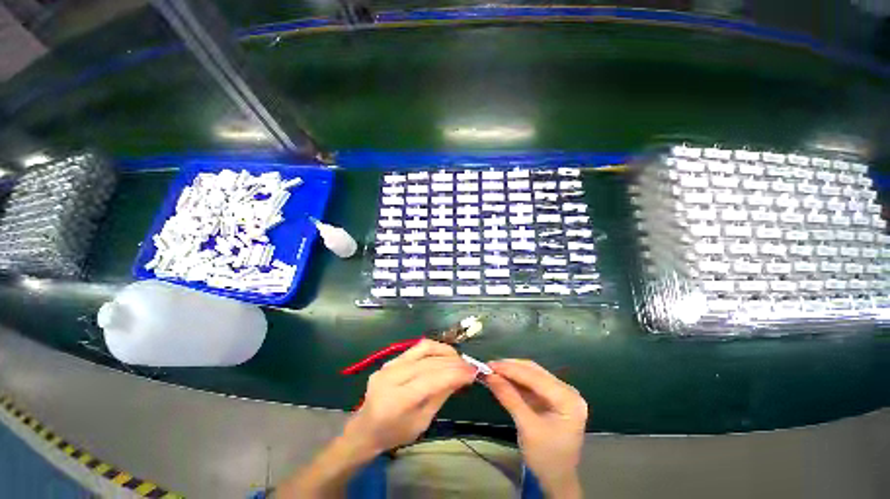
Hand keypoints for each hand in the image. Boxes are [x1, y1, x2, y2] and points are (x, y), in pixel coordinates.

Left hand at [344, 339, 476, 454]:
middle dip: (454, 363)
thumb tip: (461, 377)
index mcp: (398, 400)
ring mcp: (389, 364)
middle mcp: (392, 377)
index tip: (474, 372)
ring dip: (445, 351)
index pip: (432, 380)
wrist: (366, 427)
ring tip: (458, 359)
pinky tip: (444, 355)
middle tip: (470, 366)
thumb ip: (440, 396)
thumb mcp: (422, 422)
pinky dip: (434, 349)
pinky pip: (416, 348)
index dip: (455, 373)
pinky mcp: (391, 359)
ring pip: (424, 348)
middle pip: (430, 362)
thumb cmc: (394, 433)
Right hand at [485, 360, 587, 497]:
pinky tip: (502, 378)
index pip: (535, 377)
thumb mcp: (527, 428)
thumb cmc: (546, 457)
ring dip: (511, 372)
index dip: (511, 369)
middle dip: (510, 368)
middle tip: (489, 366)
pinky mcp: (552, 397)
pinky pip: (531, 383)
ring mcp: (560, 393)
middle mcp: (567, 391)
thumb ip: (509, 398)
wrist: (557, 480)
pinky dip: (516, 380)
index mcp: (568, 399)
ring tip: (492, 370)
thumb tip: (489, 376)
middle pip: (535, 372)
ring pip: (532, 374)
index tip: (489, 365)